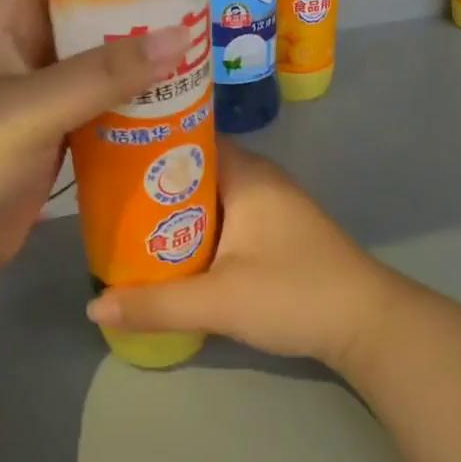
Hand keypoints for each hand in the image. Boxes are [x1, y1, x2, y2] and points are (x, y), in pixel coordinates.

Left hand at [0, 0, 190, 274]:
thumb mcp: (32, 107)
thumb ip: (102, 74)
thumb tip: (180, 38)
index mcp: (3, 20)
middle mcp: (23, 45)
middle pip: (82, 4)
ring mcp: (41, 88)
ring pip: (96, 53)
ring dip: (137, 47)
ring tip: (193, 37)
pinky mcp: (58, 125)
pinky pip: (102, 95)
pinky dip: (133, 91)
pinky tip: (173, 91)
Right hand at [86, 145, 409, 371]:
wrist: (367, 323)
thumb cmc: (293, 293)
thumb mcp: (219, 301)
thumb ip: (156, 304)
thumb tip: (93, 307)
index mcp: (246, 173)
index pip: (188, 138)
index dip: (147, 144)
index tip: (107, 156)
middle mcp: (259, 177)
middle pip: (194, 169)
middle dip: (152, 184)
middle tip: (106, 199)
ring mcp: (271, 204)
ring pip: (209, 196)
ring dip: (174, 211)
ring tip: (125, 224)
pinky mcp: (277, 230)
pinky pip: (225, 216)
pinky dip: (197, 227)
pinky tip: (170, 249)